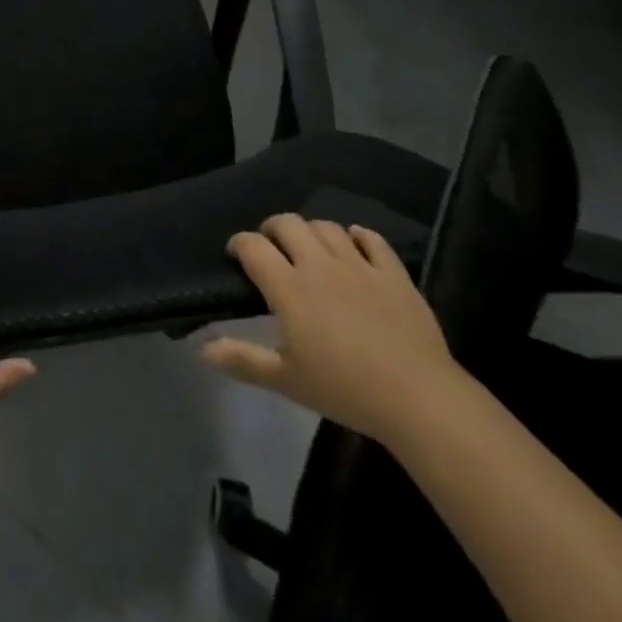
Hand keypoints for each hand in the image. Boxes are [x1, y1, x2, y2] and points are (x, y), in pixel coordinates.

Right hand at [201, 215, 464, 445]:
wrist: (418, 398)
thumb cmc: (345, 390)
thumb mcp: (288, 381)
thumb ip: (244, 360)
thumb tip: (202, 351)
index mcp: (289, 288)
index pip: (253, 247)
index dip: (239, 244)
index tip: (236, 255)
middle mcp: (319, 265)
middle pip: (288, 224)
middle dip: (273, 229)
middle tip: (272, 248)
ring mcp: (359, 264)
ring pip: (327, 227)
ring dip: (312, 231)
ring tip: (310, 249)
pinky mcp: (393, 272)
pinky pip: (372, 239)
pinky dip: (358, 236)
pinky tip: (355, 244)